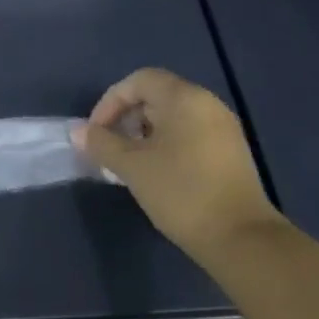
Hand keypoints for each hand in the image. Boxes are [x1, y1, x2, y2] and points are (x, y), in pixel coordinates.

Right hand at [70, 68, 278, 255]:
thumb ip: (101, 144)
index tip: (96, 132)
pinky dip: (164, 144)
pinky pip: (188, 134)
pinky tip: (154, 173)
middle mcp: (207, 105)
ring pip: (171, 117)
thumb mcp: (131, 166)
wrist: (240, 237)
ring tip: (127, 163)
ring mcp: (222, 129)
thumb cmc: (180, 192)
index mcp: (185, 99)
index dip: (110, 101)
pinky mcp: (228, 152)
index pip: (139, 81)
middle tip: (109, 149)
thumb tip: (78, 132)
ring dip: (142, 134)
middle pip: (156, 96)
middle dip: (125, 118)